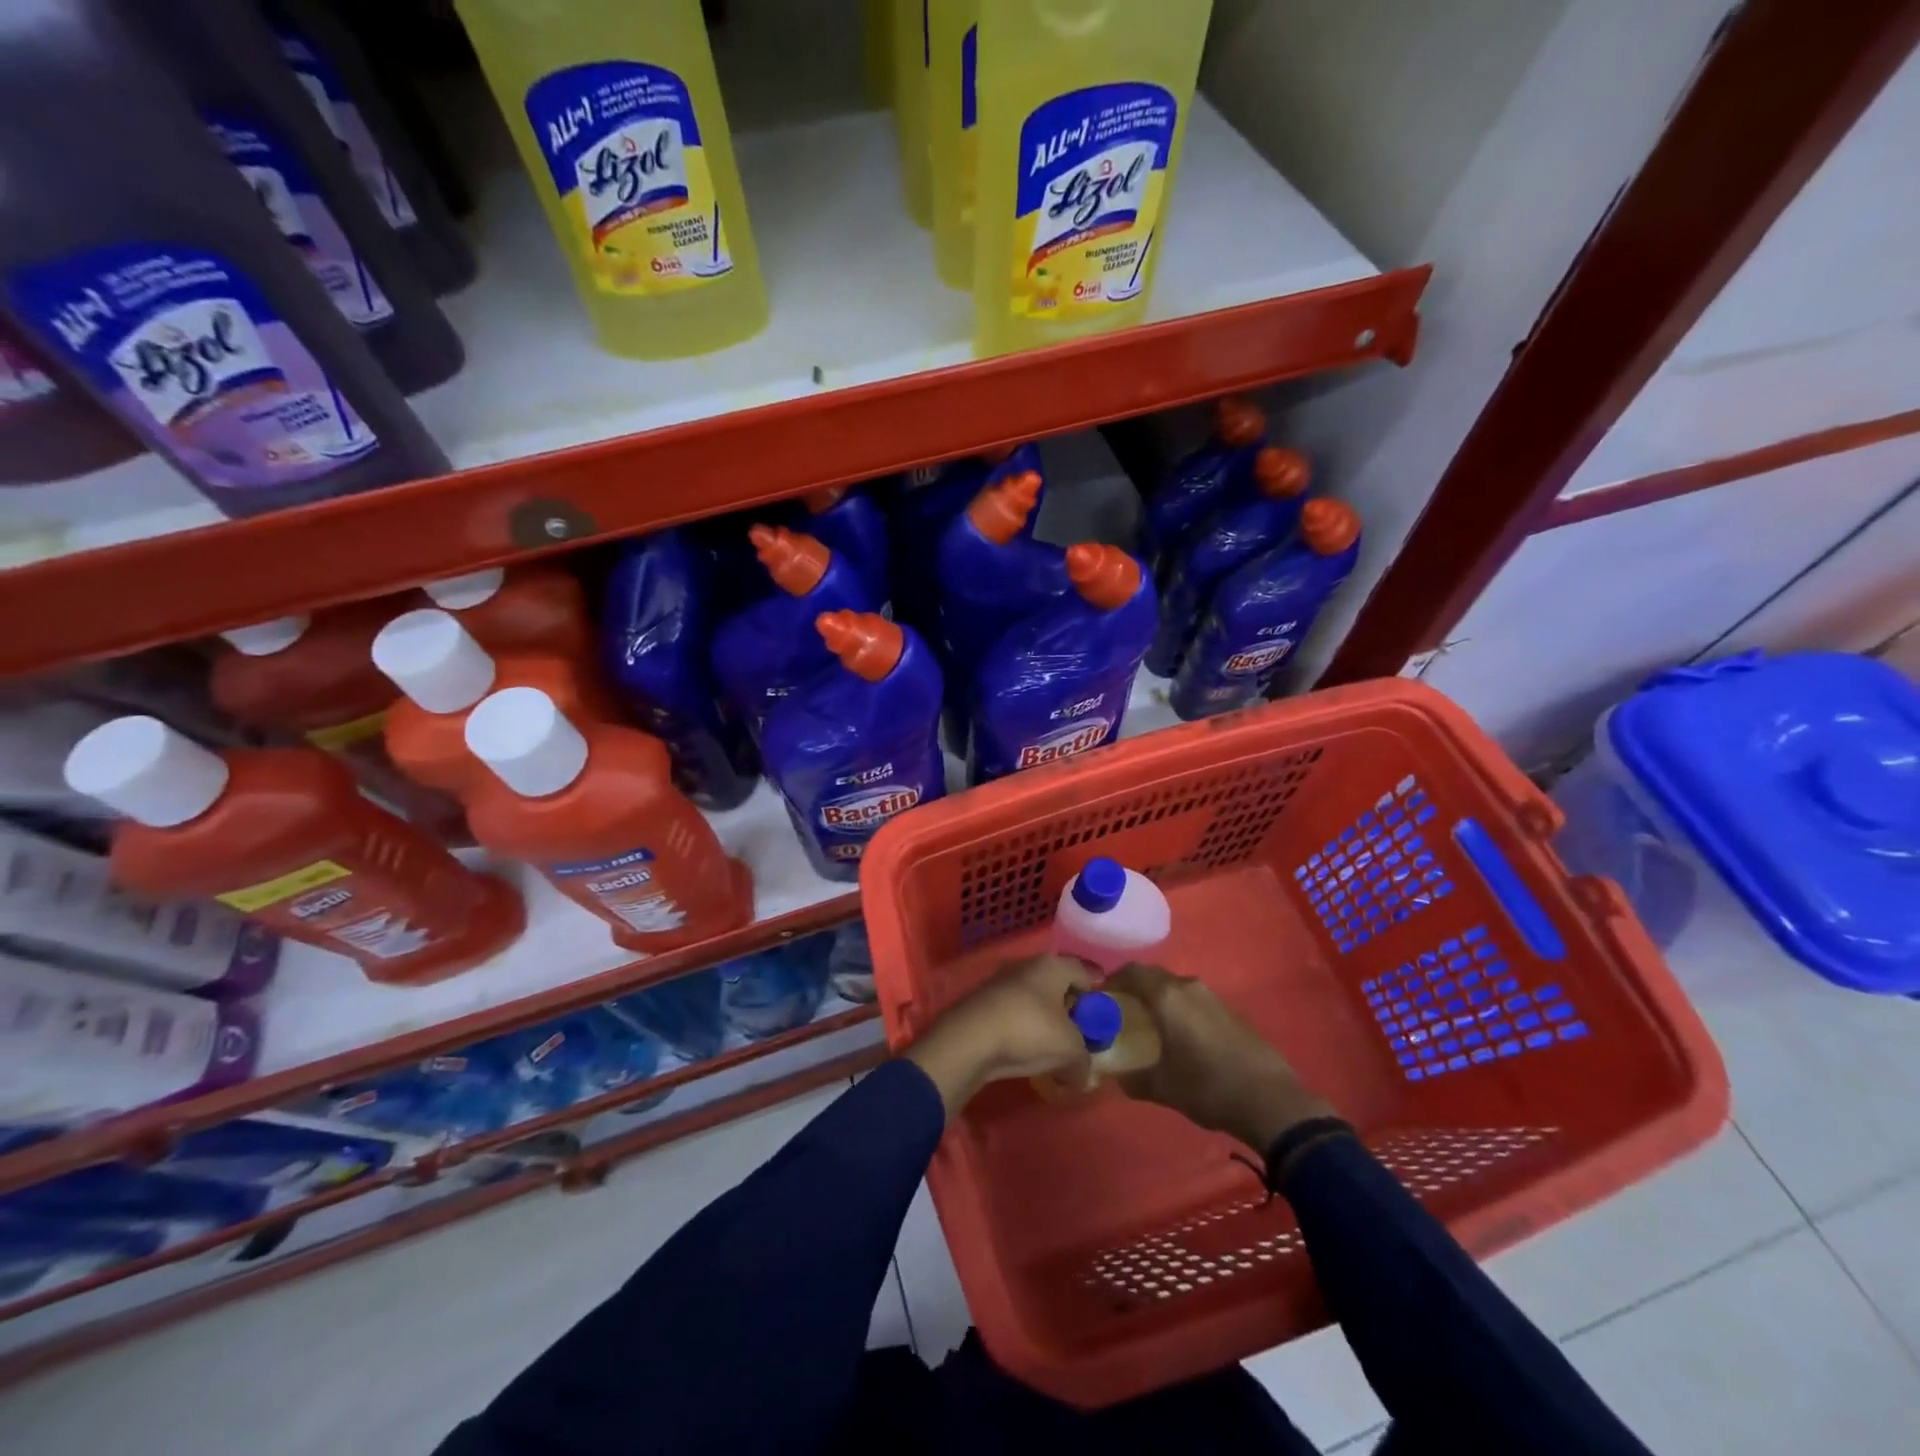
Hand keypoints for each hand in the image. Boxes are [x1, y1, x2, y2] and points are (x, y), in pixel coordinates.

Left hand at [905, 955, 1092, 1117]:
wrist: (969, 1039)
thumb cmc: (1029, 1030)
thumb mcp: (1069, 1050)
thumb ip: (1084, 1062)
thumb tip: (1085, 1077)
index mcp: (1052, 966)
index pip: (1083, 970)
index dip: (1096, 988)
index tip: (1102, 1006)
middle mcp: (1026, 966)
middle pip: (1057, 982)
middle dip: (1069, 1004)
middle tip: (1081, 1028)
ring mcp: (1001, 982)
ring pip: (1033, 997)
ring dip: (1045, 1017)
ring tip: (1054, 1043)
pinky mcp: (983, 1002)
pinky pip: (1014, 1012)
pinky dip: (1024, 1026)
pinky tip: (1027, 1048)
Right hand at [1108, 963, 1333, 1152]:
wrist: (1272, 1101)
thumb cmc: (1208, 1087)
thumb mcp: (1162, 1088)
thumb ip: (1132, 1077)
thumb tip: (1117, 1075)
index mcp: (1167, 996)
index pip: (1131, 972)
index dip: (1112, 981)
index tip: (1101, 999)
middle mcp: (1189, 986)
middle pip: (1154, 977)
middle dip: (1135, 990)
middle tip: (1124, 1013)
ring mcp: (1214, 997)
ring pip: (1177, 988)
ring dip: (1161, 1000)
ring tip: (1153, 1026)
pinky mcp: (1233, 1011)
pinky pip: (1196, 1001)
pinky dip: (1182, 1010)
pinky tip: (1184, 1038)